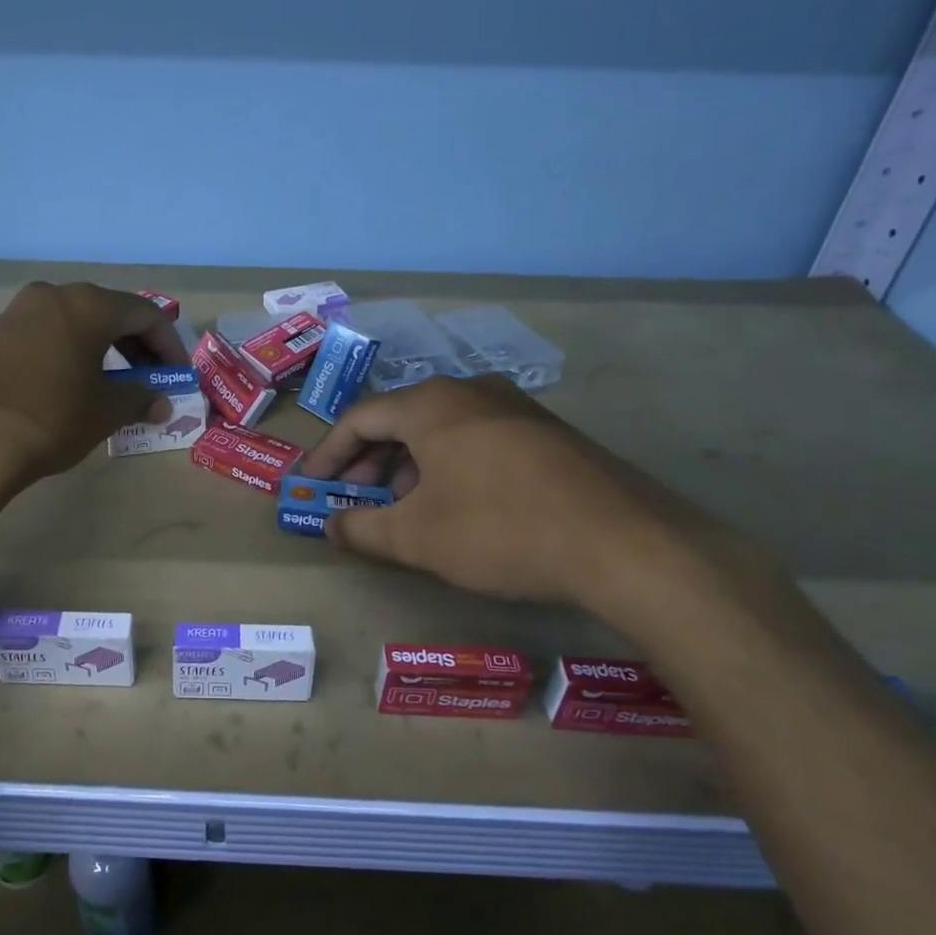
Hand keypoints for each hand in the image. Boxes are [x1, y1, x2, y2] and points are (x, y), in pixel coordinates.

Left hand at [0, 282, 187, 482]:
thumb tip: (160, 404)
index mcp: (87, 305)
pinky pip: (41, 337)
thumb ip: (139, 400)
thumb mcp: (104, 412)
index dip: (169, 345)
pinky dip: (65, 355)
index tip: (176, 375)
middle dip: (135, 346)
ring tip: (108, 386)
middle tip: (147, 378)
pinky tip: (64, 389)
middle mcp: (50, 296)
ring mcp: (13, 314)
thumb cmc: (49, 418)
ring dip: (99, 350)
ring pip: (72, 324)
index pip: (145, 314)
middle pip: (107, 313)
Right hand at [300, 375, 745, 609]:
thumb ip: (362, 529)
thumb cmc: (501, 529)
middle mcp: (471, 391)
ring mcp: (516, 408)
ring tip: (404, 510)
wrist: (626, 543)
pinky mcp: (548, 433)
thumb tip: (330, 526)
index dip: (328, 455)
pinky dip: (450, 467)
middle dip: (368, 463)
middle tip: (353, 501)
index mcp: (431, 404)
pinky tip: (458, 506)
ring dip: (409, 467)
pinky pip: (478, 440)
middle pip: (400, 420)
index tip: (309, 488)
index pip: (358, 418)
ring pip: (441, 430)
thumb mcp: (417, 537)